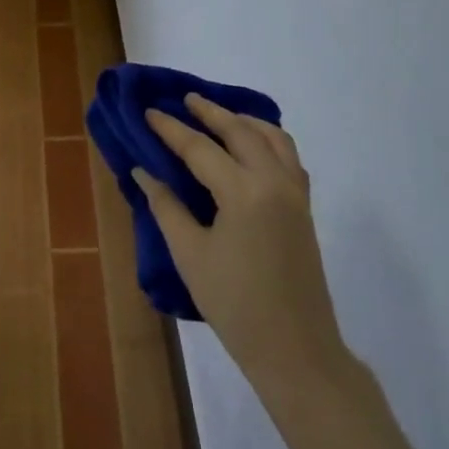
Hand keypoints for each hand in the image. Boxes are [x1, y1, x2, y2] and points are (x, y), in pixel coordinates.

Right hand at [138, 94, 347, 392]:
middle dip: (210, 111)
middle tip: (185, 98)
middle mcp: (273, 181)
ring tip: (219, 115)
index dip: (170, 129)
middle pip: (240, 130)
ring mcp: (295, 192)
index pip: (199, 148)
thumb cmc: (235, 305)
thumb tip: (144, 171)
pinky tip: (251, 146)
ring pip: (272, 136)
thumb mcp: (190, 255)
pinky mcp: (304, 206)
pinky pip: (288, 155)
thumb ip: (166, 206)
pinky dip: (268, 139)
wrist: (296, 350)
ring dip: (243, 120)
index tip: (149, 112)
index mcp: (243, 192)